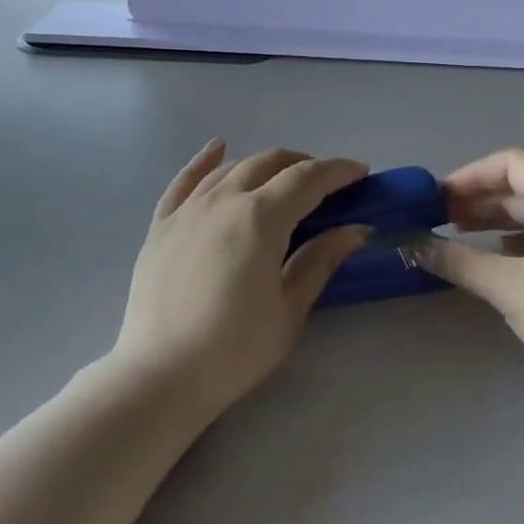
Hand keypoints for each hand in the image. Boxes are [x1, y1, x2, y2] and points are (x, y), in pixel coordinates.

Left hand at [115, 141, 370, 416]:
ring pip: (232, 168)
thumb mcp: (290, 308)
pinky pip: (184, 180)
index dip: (338, 171)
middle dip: (304, 165)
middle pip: (270, 163)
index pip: (308, 179)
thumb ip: (321, 260)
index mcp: (260, 217)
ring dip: (264, 165)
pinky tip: (218, 147)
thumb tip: (355, 229)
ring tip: (283, 178)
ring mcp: (187, 209)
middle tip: (327, 185)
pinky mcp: (161, 225)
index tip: (362, 172)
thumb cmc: (236, 348)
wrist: (161, 375)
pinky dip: (204, 160)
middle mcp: (223, 200)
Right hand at [415, 147, 523, 406]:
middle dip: (479, 196)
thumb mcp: (509, 288)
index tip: (440, 198)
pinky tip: (495, 261)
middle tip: (440, 219)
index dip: (473, 173)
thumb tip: (415, 245)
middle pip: (522, 184)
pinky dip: (514, 240)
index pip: (513, 161)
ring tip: (459, 237)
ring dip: (494, 219)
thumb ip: (459, 262)